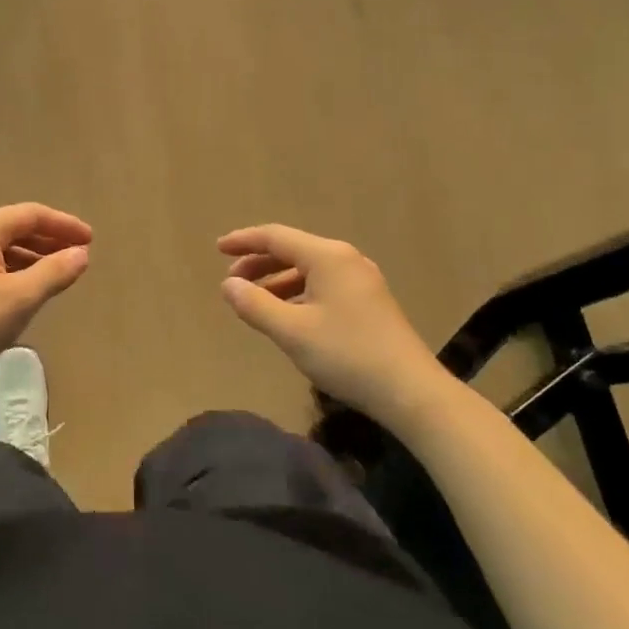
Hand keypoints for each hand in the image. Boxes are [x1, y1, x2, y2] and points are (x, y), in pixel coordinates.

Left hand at [0, 204, 91, 390]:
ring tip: (56, 272)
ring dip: (30, 254)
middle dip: (48, 239)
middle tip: (78, 255)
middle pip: (14, 226)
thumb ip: (55, 272)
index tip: (90, 240)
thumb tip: (81, 254)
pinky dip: (9, 266)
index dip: (64, 225)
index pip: (31, 215)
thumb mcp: (20, 299)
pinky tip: (23, 285)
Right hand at [217, 224, 442, 420]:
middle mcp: (345, 259)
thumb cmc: (347, 355)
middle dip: (258, 263)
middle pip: (292, 250)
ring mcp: (361, 280)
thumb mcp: (292, 332)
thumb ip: (255, 305)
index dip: (243, 241)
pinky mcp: (369, 301)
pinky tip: (288, 315)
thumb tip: (227, 284)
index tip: (217, 249)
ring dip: (277, 280)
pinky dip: (298, 292)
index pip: (275, 237)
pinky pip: (323, 285)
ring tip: (254, 301)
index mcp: (327, 257)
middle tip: (232, 281)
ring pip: (308, 270)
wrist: (411, 391)